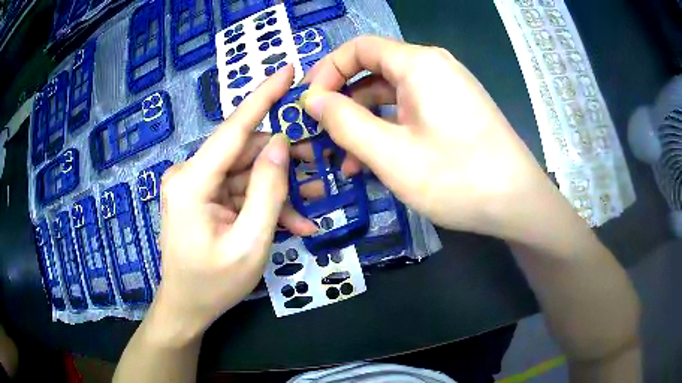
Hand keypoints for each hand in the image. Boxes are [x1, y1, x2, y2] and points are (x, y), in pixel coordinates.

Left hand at [149, 66, 313, 341]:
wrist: (186, 308)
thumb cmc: (214, 284)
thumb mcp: (250, 243)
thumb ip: (268, 191)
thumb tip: (281, 144)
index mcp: (192, 182)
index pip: (233, 128)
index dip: (263, 96)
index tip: (287, 70)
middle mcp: (189, 174)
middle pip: (245, 153)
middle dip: (284, 161)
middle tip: (320, 170)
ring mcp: (195, 185)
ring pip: (246, 173)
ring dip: (278, 188)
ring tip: (313, 203)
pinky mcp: (202, 197)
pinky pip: (238, 191)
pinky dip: (263, 203)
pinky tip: (292, 222)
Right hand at [301, 36, 553, 239]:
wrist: (518, 203)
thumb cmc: (457, 177)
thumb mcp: (391, 154)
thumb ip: (345, 122)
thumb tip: (313, 101)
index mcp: (418, 64)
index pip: (359, 48)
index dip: (327, 70)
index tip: (309, 103)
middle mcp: (434, 67)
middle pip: (373, 71)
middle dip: (343, 102)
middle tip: (321, 136)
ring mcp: (447, 90)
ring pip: (391, 95)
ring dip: (364, 123)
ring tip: (345, 161)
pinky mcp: (454, 111)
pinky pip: (410, 111)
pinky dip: (389, 130)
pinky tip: (376, 161)